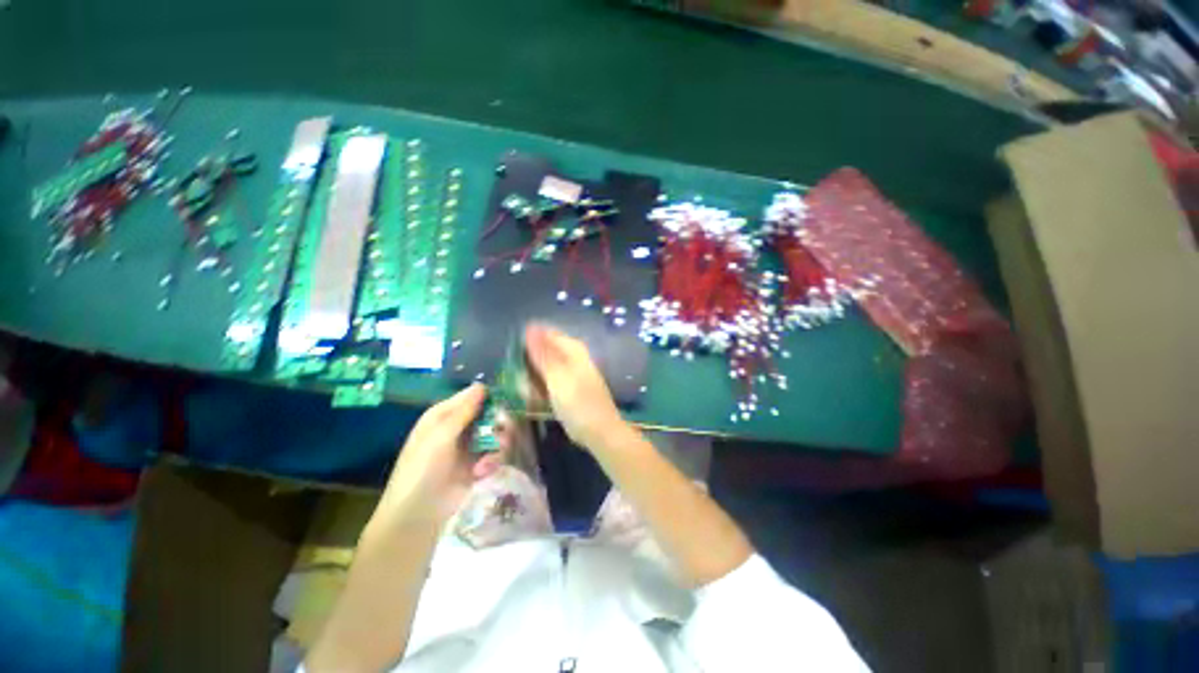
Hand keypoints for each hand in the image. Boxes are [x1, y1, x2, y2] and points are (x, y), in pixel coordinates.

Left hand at [374, 384, 499, 528]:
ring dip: (496, 445)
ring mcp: (470, 446)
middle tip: (501, 431)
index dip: (488, 396)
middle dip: (498, 423)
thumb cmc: (422, 470)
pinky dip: (492, 461)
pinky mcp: (480, 464)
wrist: (418, 515)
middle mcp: (459, 427)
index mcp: (444, 416)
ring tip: (486, 461)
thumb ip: (463, 411)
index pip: (472, 396)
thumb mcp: (440, 436)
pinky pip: (496, 453)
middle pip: (489, 413)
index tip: (503, 401)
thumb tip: (481, 385)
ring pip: (497, 432)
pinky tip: (482, 473)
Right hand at [523, 323, 624, 450]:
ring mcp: (571, 373)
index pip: (545, 333)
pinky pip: (547, 382)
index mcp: (572, 349)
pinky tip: (534, 399)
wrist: (600, 432)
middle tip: (520, 381)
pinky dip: (540, 389)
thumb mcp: (557, 378)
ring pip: (543, 368)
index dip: (527, 342)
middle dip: (528, 364)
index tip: (512, 356)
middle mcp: (572, 357)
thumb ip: (542, 354)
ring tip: (527, 394)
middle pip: (543, 351)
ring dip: (532, 379)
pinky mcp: (568, 388)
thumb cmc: (578, 404)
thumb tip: (529, 328)